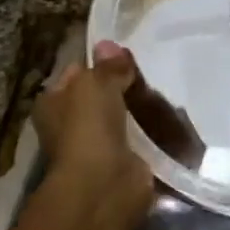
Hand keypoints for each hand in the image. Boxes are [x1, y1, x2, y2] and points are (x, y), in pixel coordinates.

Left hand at [32, 44, 154, 208]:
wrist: (104, 186)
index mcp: (54, 104)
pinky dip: (156, 133)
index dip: (98, 63)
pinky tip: (174, 119)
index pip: (76, 74)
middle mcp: (72, 126)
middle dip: (125, 87)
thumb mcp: (95, 84)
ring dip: (142, 110)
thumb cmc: (88, 129)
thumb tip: (109, 44)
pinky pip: (143, 140)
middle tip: (150, 75)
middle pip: (103, 96)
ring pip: (125, 117)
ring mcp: (99, 147)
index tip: (126, 56)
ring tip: (166, 94)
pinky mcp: (125, 163)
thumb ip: (107, 66)